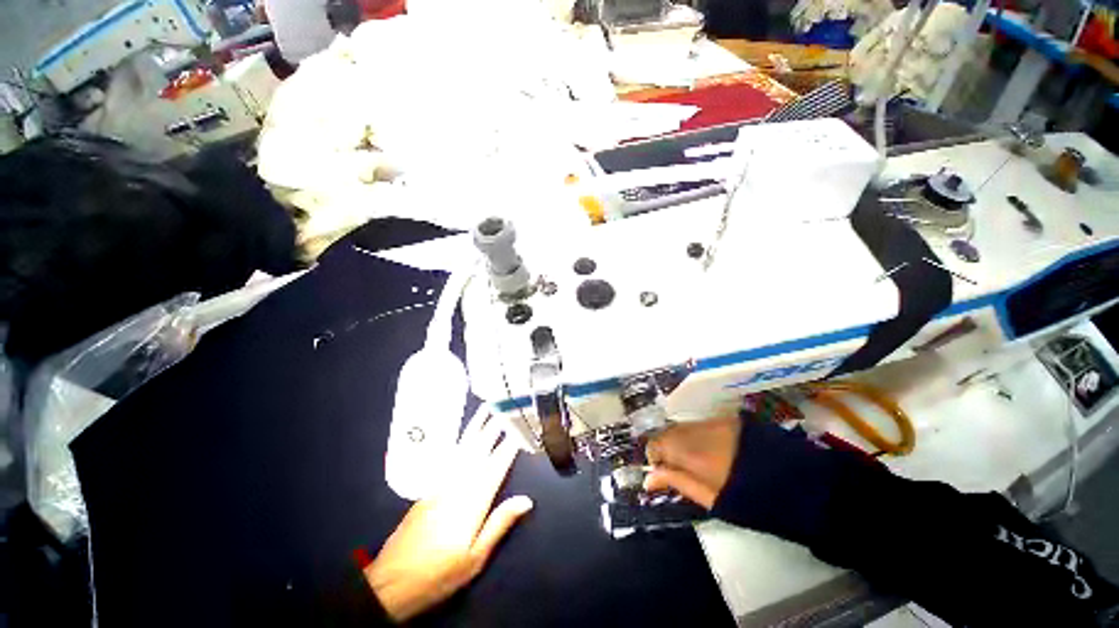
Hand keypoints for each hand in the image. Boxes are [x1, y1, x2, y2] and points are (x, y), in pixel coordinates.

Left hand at [365, 413, 532, 622]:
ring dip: (477, 426)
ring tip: (486, 408)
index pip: (496, 465)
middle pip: (479, 449)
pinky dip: (460, 439)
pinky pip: (449, 456)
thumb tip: (526, 500)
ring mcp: (441, 483)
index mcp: (472, 501)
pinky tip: (465, 432)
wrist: (391, 582)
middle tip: (505, 405)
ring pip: (463, 447)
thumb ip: (499, 524)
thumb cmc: (439, 574)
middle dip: (494, 426)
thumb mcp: (475, 558)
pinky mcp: (429, 487)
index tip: (521, 426)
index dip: (510, 445)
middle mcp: (458, 485)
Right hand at [644, 417, 741, 508]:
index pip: (656, 444)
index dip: (654, 458)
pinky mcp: (725, 419)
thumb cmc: (748, 498)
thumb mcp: (708, 497)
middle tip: (678, 468)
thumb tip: (648, 479)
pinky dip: (696, 435)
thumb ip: (676, 482)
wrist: (794, 482)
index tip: (662, 473)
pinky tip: (710, 450)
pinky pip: (698, 424)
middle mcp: (696, 429)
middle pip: (667, 432)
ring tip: (695, 460)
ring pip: (683, 427)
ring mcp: (711, 421)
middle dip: (667, 448)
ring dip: (681, 441)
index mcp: (690, 450)